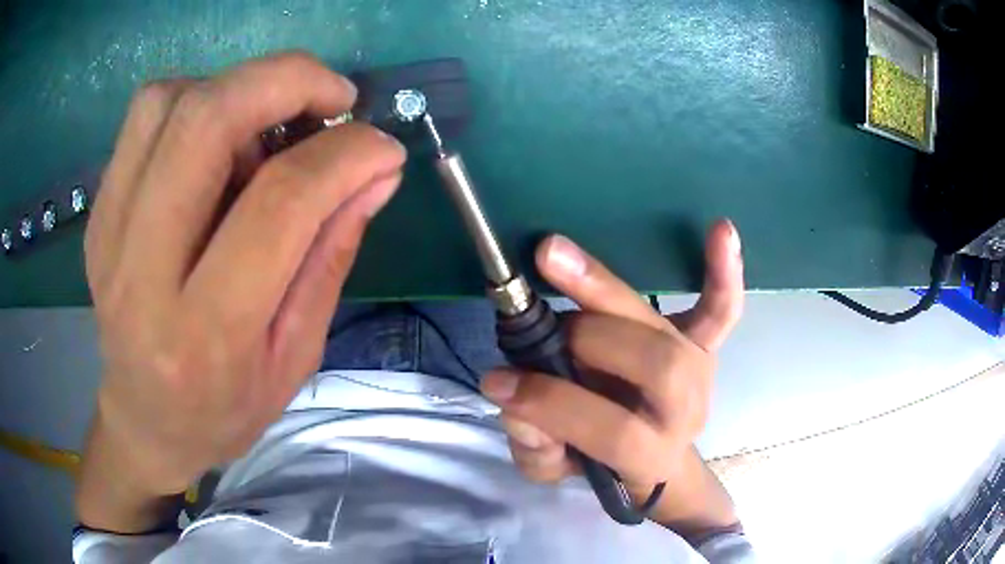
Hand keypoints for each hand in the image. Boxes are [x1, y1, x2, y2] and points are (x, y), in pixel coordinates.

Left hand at [77, 52, 404, 531]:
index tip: (382, 147)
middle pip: (205, 122)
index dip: (344, 155)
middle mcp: (140, 272)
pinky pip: (144, 116)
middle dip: (287, 82)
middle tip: (333, 98)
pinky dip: (195, 98)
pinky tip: (217, 138)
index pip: (278, 204)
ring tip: (267, 124)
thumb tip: (377, 171)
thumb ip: (331, 255)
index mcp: (204, 333)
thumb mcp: (296, 356)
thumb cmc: (225, 408)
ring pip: (168, 102)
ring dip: (236, 88)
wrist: (147, 423)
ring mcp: (108, 232)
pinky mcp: (99, 211)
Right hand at [481, 220, 743, 536]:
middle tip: (539, 325)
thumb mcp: (556, 470)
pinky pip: (721, 309)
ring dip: (607, 291)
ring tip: (553, 257)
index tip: (498, 382)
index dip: (554, 405)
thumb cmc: (599, 459)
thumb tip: (513, 400)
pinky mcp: (703, 344)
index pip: (614, 431)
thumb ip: (535, 448)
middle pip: (655, 365)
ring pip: (666, 329)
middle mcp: (683, 408)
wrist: (650, 455)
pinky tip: (720, 230)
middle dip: (588, 338)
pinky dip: (723, 272)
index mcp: (649, 452)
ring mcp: (698, 370)